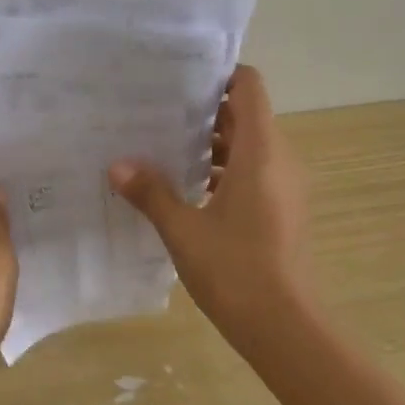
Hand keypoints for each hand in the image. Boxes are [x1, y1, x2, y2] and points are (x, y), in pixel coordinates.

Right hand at [109, 65, 315, 345]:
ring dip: (210, 143)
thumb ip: (151, 193)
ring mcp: (284, 186)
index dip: (218, 74)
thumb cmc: (237, 271)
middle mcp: (279, 159)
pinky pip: (252, 171)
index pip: (248, 87)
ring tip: (162, 145)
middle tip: (155, 109)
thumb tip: (117, 165)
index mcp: (261, 151)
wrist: (287, 329)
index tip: (178, 77)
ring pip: (247, 146)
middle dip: (203, 109)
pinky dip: (223, 170)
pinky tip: (185, 188)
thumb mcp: (184, 231)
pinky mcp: (281, 210)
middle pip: (244, 114)